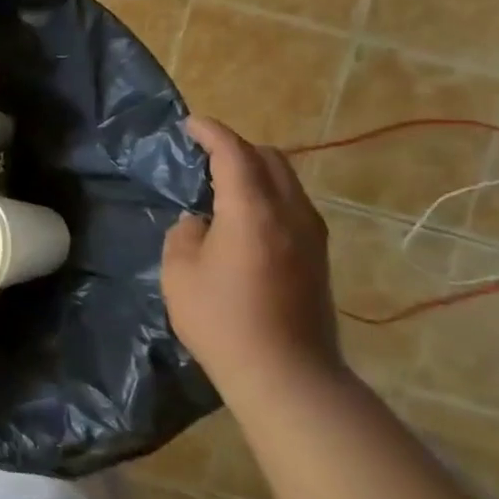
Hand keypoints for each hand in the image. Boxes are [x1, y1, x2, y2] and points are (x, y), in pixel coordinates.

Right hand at [161, 116, 342, 398]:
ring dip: (256, 170)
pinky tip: (245, 217)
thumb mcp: (179, 273)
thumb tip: (200, 223)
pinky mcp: (318, 256)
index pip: (233, 153)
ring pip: (287, 181)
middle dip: (237, 147)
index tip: (191, 124)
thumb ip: (185, 234)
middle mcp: (290, 212)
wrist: (287, 374)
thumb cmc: (222, 320)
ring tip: (223, 184)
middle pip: (269, 158)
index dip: (211, 132)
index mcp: (252, 210)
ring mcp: (311, 234)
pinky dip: (268, 193)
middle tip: (204, 154)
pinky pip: (293, 204)